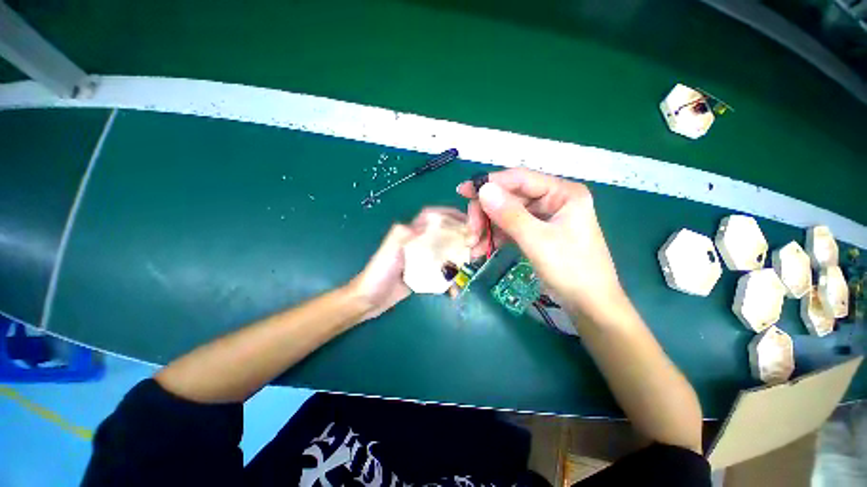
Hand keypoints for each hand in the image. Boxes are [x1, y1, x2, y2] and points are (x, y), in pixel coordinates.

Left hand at [348, 207, 467, 320]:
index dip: (449, 214)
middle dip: (461, 236)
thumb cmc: (379, 272)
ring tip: (472, 261)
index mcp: (410, 232)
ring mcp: (422, 258)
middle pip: (443, 233)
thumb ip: (405, 233)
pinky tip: (455, 289)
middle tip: (476, 244)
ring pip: (445, 251)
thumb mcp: (390, 250)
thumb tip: (428, 221)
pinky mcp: (423, 273)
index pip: (432, 216)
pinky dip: (450, 277)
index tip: (468, 220)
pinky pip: (440, 271)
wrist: (370, 299)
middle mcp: (418, 242)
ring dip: (459, 255)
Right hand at [457, 168, 627, 324]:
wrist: (589, 305)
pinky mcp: (536, 231)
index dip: (489, 183)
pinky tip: (481, 250)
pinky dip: (494, 237)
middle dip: (486, 214)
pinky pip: (509, 228)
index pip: (519, 179)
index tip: (462, 191)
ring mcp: (543, 216)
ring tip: (473, 247)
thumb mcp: (538, 241)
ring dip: (487, 228)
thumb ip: (510, 215)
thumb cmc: (571, 271)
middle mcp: (553, 200)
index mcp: (562, 193)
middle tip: (470, 233)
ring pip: (505, 214)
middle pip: (509, 197)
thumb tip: (483, 190)